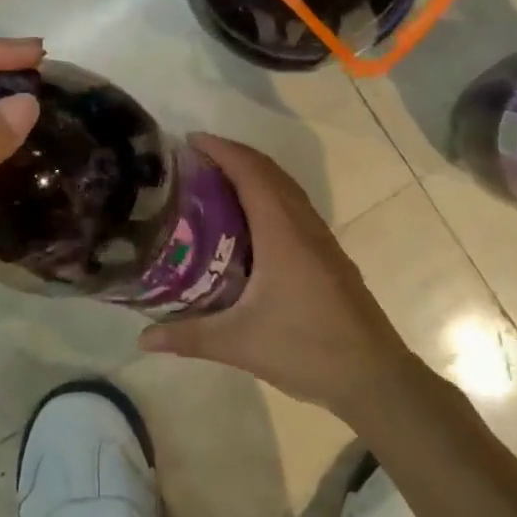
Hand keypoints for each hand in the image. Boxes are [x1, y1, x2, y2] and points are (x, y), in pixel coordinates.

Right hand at [138, 133, 422, 421]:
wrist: (374, 376)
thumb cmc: (306, 349)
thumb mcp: (239, 343)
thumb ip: (188, 337)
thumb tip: (143, 339)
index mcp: (282, 231)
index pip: (251, 172)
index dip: (222, 149)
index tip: (191, 140)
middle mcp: (303, 225)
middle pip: (269, 172)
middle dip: (234, 156)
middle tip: (195, 160)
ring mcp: (321, 239)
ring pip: (286, 188)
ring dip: (254, 174)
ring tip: (216, 183)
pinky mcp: (328, 256)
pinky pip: (295, 208)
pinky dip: (269, 196)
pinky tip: (250, 224)